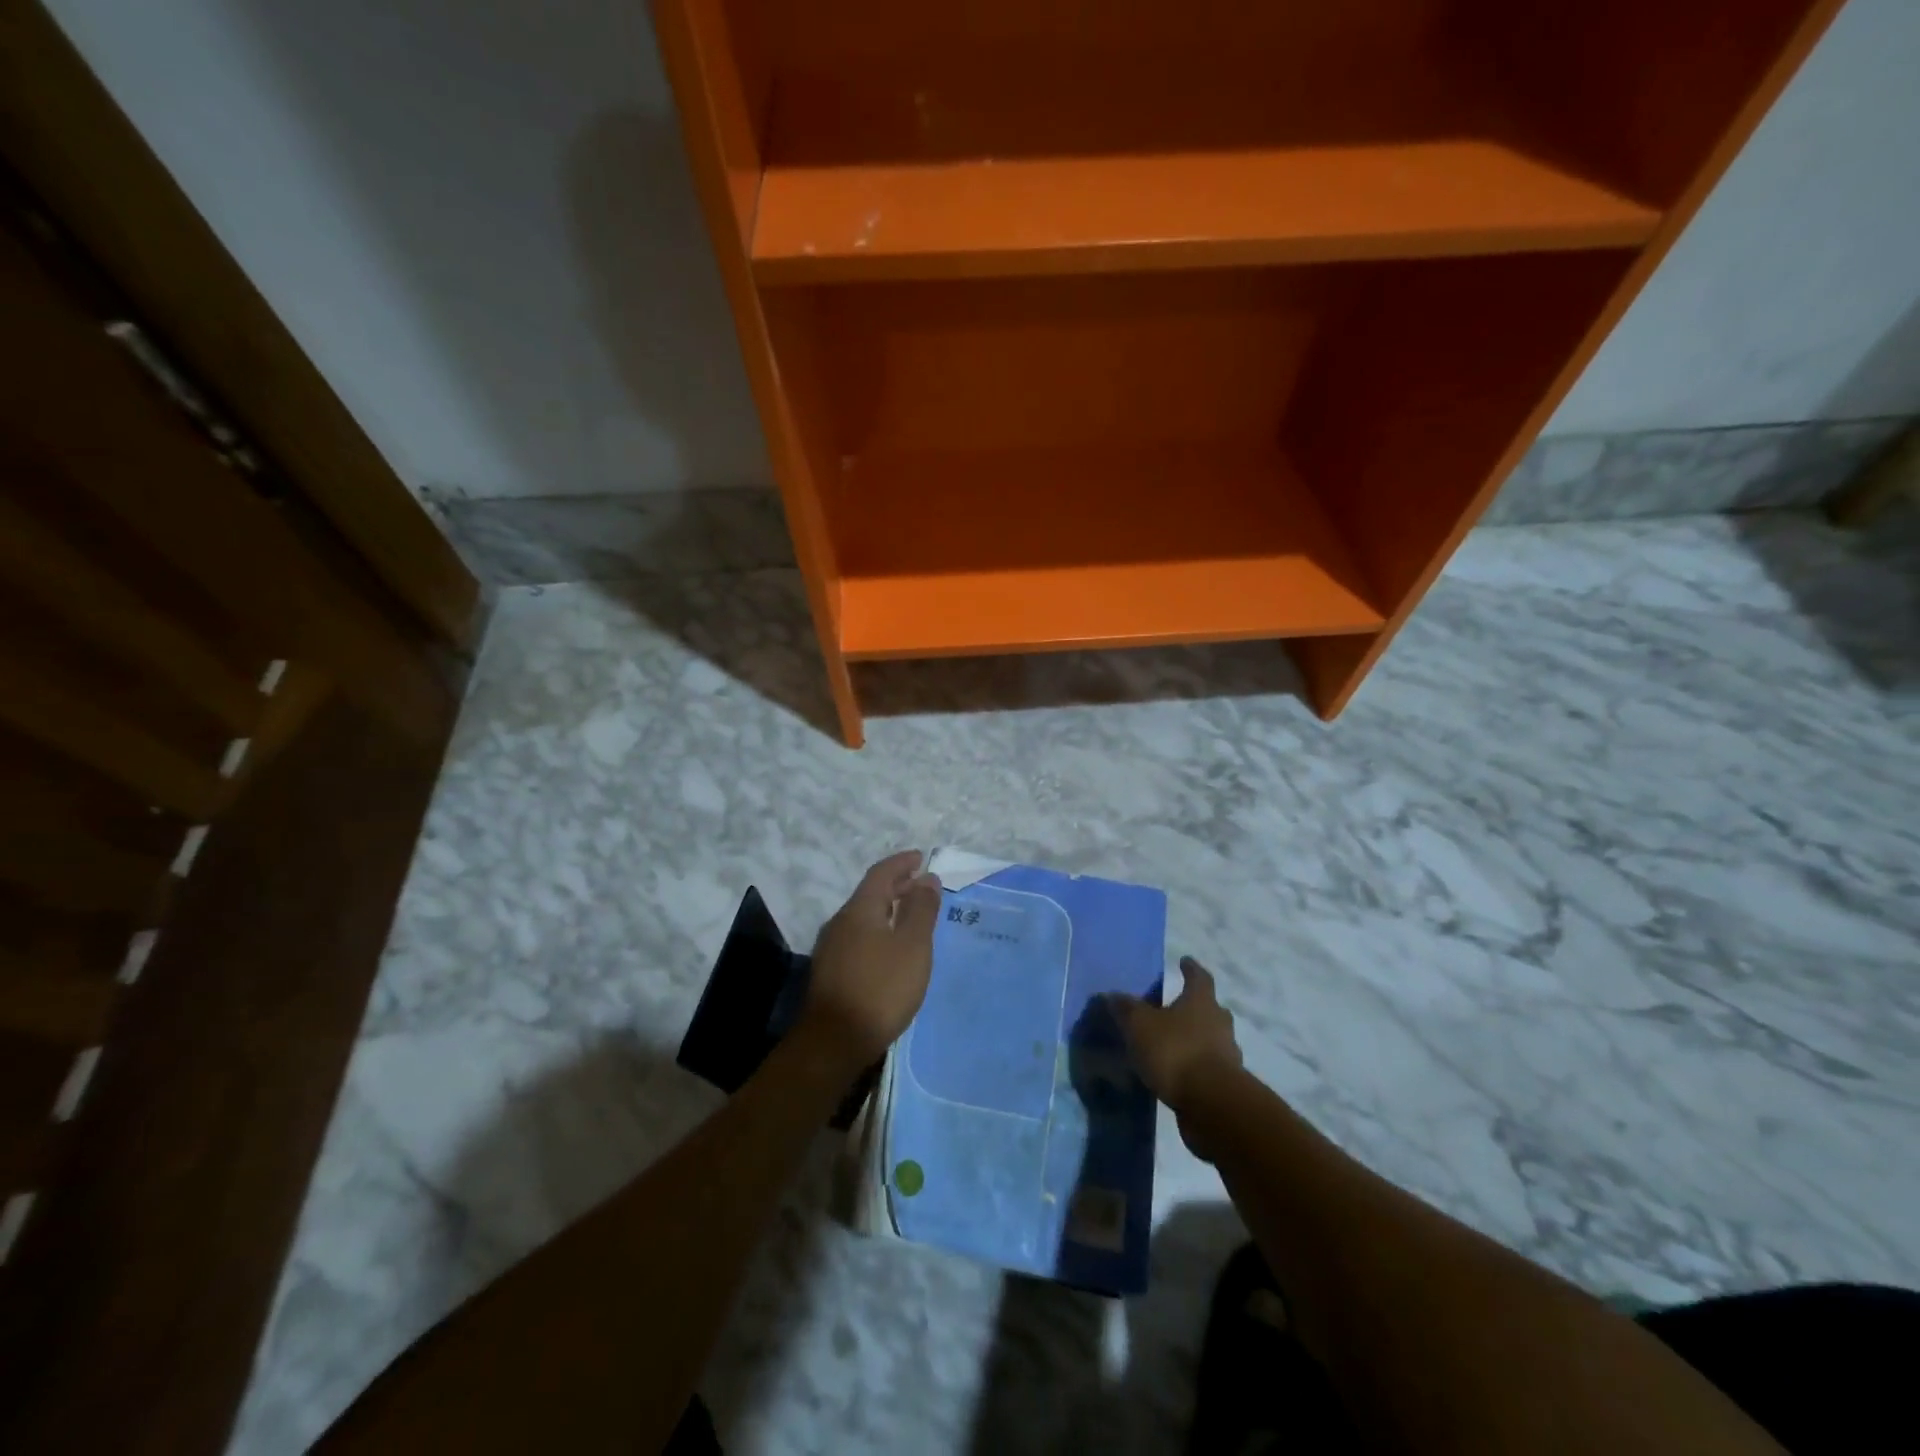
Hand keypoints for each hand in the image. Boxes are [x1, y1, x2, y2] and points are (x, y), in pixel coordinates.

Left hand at [801, 851, 942, 1070]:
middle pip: (870, 893)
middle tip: (921, 886)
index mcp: (859, 909)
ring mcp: (831, 947)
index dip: (902, 863)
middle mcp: (840, 921)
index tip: (921, 858)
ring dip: (887, 909)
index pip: (881, 873)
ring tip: (910, 916)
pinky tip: (891, 948)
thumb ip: (921, 909)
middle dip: (896, 886)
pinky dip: (878, 931)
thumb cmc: (880, 987)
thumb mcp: (912, 946)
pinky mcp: (831, 972)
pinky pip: (858, 937)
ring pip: (863, 917)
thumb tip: (927, 878)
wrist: (834, 1041)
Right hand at [1108, 957, 1242, 1119]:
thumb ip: (1126, 1009)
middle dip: (1195, 1006)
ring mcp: (1227, 1055)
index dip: (1190, 968)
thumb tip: (1111, 994)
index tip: (1184, 961)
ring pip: (1211, 1039)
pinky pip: (1208, 1067)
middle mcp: (1219, 1023)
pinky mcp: (1226, 1085)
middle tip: (1176, 1006)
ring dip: (1195, 1039)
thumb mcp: (1140, 1026)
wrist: (1213, 1105)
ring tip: (1171, 1045)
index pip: (1199, 977)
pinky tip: (1177, 1075)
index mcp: (1201, 1001)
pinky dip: (1195, 1067)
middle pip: (1210, 1008)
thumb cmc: (1176, 1052)